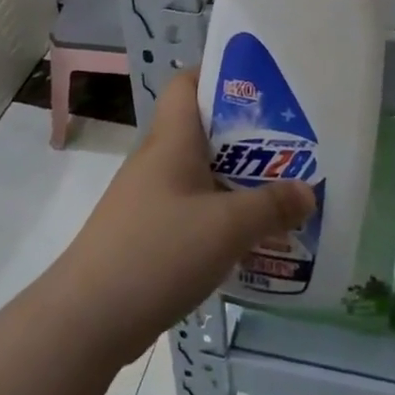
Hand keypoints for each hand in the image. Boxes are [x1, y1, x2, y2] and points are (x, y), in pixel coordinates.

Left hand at [43, 73, 313, 366]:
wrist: (87, 319)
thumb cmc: (159, 252)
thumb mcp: (227, 227)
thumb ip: (272, 206)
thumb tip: (307, 192)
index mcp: (172, 140)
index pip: (187, 83)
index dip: (219, 74)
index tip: (262, 86)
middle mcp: (157, 160)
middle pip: (202, 131)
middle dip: (245, 136)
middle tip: (288, 146)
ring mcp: (147, 199)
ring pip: (199, 174)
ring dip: (235, 181)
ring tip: (278, 193)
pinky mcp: (145, 235)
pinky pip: (190, 210)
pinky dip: (218, 216)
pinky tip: (245, 239)